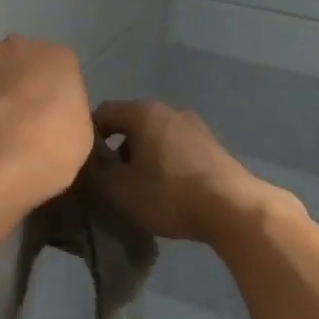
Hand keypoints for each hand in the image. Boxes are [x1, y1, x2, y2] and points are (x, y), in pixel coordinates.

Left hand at [0, 37, 92, 209]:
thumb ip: (65, 117)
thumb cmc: (49, 147)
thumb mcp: (78, 137)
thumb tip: (50, 120)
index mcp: (60, 59)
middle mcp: (21, 44)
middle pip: (18, 60)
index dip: (47, 95)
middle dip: (14, 82)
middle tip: (10, 120)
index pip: (56, 69)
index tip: (41, 120)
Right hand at [88, 99, 283, 242]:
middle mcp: (169, 110)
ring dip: (142, 156)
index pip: (102, 113)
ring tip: (139, 187)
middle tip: (110, 179)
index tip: (86, 165)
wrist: (233, 209)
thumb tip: (89, 162)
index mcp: (142, 112)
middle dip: (116, 149)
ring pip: (154, 136)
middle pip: (130, 123)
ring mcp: (195, 126)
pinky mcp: (212, 145)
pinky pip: (176, 148)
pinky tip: (167, 189)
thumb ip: (96, 171)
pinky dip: (164, 162)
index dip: (88, 137)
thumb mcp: (119, 189)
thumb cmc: (168, 194)